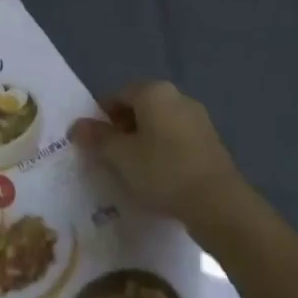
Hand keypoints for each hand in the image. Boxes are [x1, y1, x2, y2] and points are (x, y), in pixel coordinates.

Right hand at [69, 81, 248, 236]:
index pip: (116, 96)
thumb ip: (97, 138)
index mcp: (153, 91)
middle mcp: (177, 97)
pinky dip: (165, 154)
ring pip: (159, 126)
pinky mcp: (212, 144)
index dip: (101, 119)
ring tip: (136, 172)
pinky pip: (177, 141)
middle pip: (139, 109)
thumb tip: (76, 126)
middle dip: (123, 130)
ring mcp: (198, 120)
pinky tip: (161, 179)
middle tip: (113, 159)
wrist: (221, 206)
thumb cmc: (163, 171)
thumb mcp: (121, 156)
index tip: (96, 144)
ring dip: (144, 143)